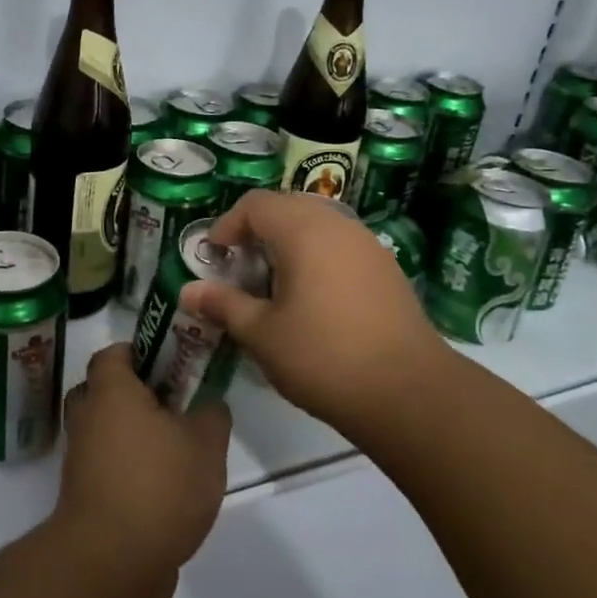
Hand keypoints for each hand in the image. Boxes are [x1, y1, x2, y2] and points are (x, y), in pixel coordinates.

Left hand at [56, 343, 229, 583]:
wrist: (113, 563)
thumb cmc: (159, 485)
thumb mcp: (206, 444)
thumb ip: (211, 415)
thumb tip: (208, 405)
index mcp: (110, 391)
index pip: (113, 353)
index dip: (140, 352)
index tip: (171, 363)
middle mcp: (87, 417)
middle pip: (102, 389)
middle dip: (133, 392)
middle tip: (171, 402)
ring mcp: (80, 459)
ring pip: (103, 430)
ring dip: (130, 433)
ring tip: (174, 447)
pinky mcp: (83, 495)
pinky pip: (105, 465)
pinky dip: (126, 467)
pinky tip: (163, 484)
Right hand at [182, 190, 442, 433]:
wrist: (408, 392)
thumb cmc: (323, 357)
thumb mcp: (262, 334)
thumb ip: (223, 305)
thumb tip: (188, 291)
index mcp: (303, 230)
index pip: (255, 205)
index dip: (227, 225)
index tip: (214, 258)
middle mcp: (337, 224)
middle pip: (287, 208)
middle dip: (256, 232)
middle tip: (239, 269)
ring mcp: (367, 244)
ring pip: (316, 225)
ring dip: (287, 244)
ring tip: (273, 285)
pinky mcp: (386, 267)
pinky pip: (339, 245)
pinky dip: (316, 257)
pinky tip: (311, 298)